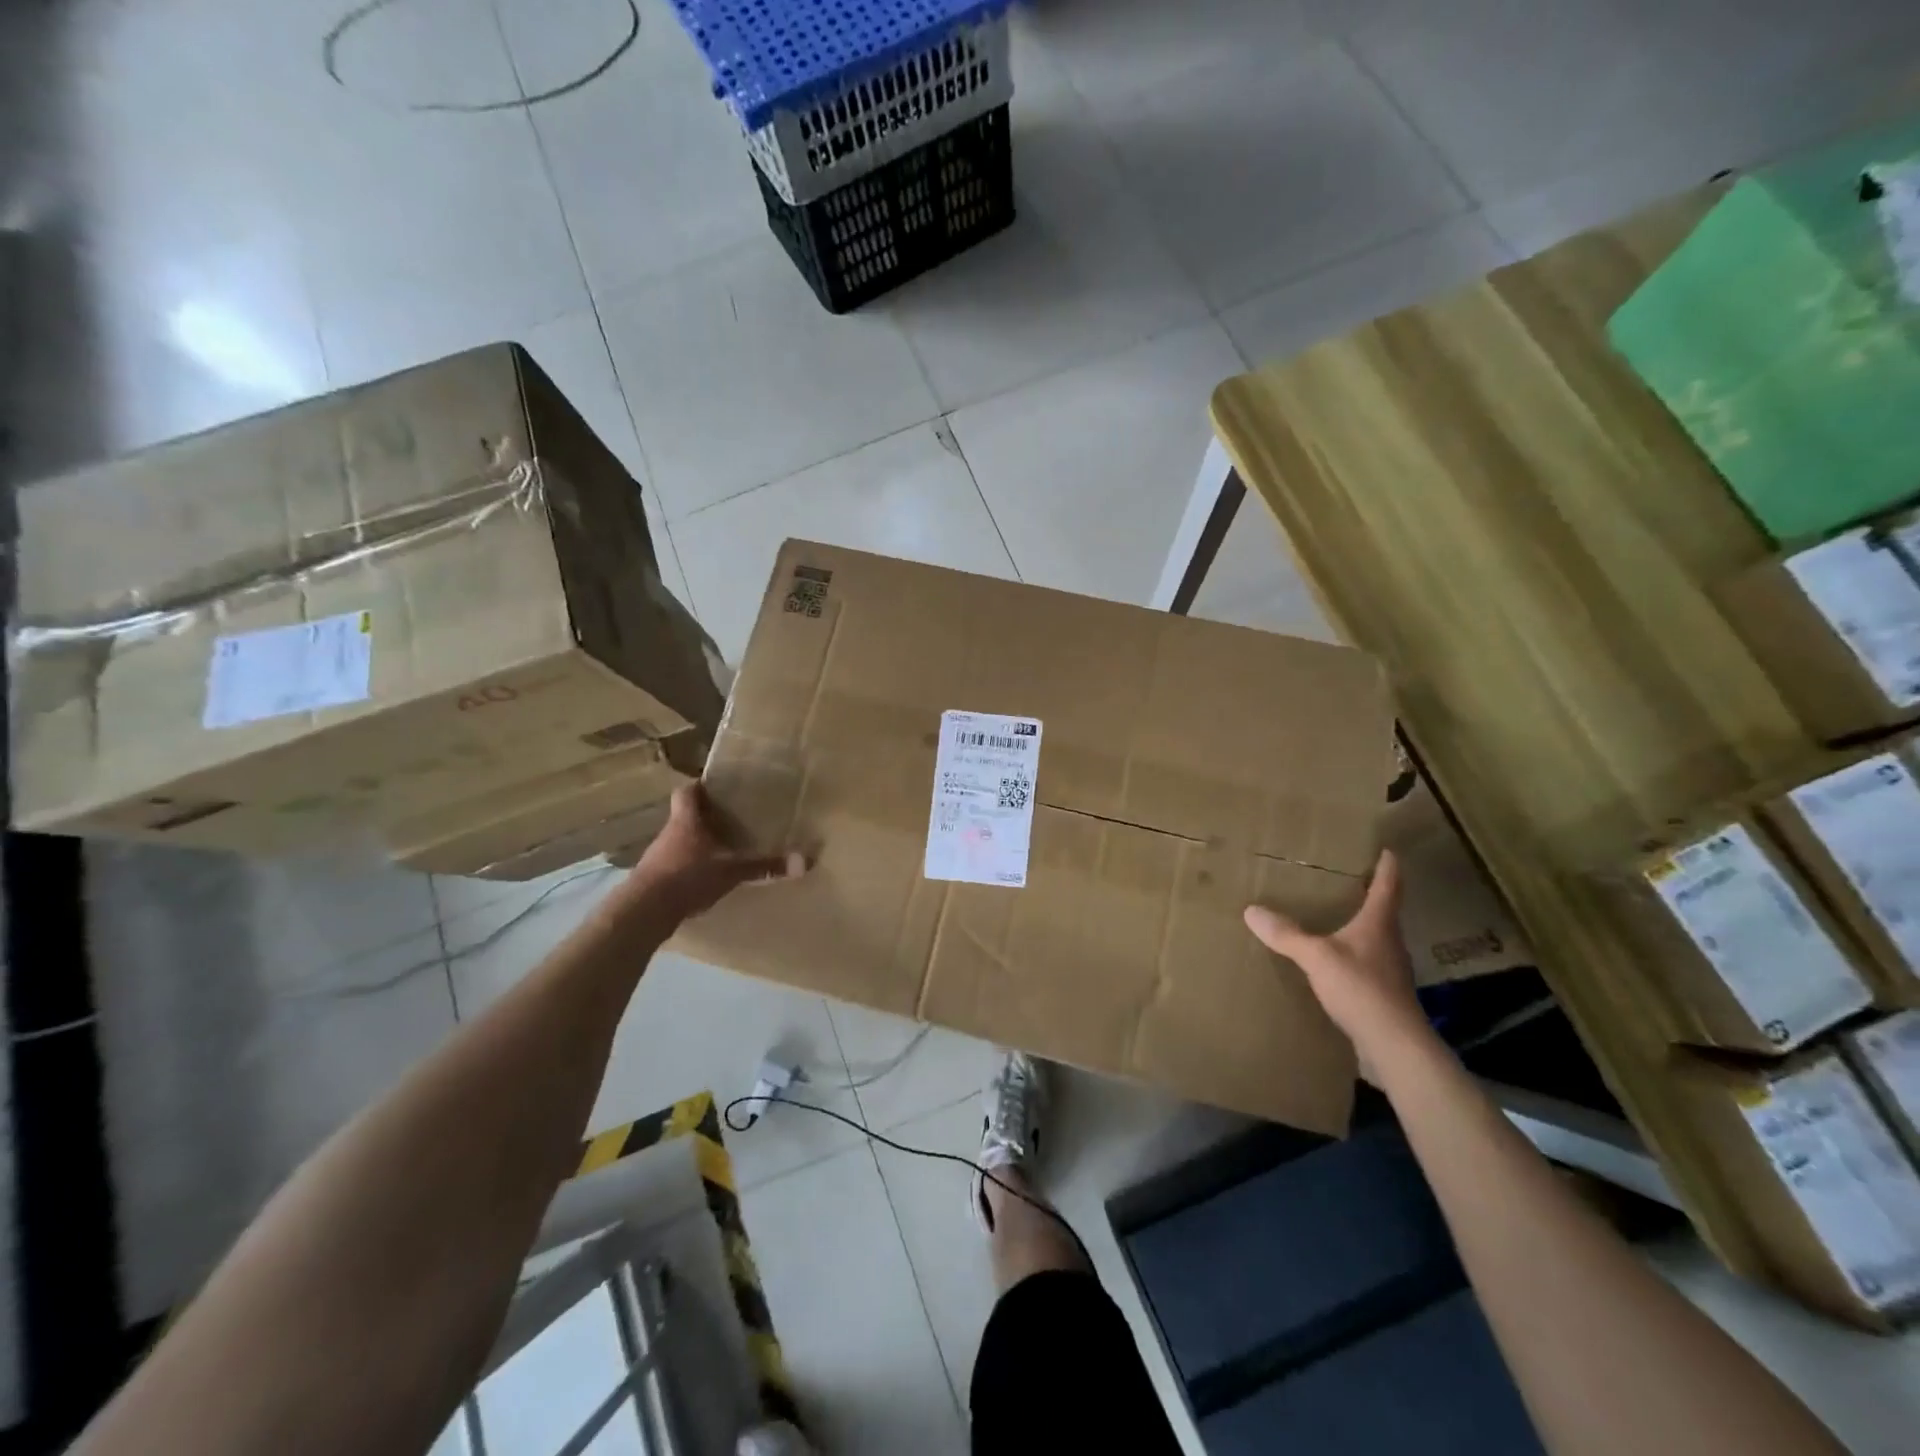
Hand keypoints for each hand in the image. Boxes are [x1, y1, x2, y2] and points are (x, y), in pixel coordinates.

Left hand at [622, 784, 804, 920]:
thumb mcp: (731, 871)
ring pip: (680, 841)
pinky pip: (675, 864)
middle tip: (731, 817)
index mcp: (686, 821)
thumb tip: (805, 861)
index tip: (717, 785)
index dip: (700, 785)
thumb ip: (765, 866)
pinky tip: (706, 877)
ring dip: (697, 842)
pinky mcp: (654, 880)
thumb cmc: (687, 877)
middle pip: (685, 816)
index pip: (687, 791)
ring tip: (723, 847)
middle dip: (706, 816)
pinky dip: (690, 866)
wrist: (643, 912)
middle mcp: (669, 833)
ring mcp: (658, 857)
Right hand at [1243, 851, 1433, 1063]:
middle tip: (1351, 880)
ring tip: (1339, 918)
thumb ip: (1286, 934)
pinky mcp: (1384, 995)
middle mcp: (1390, 942)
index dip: (1388, 866)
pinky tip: (1336, 963)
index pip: (1389, 886)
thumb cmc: (1361, 989)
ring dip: (1362, 927)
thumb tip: (1252, 910)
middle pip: (1385, 912)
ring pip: (1377, 939)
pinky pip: (1368, 964)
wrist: (1394, 1045)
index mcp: (1379, 924)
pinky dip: (1354, 955)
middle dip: (1371, 895)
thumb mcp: (1316, 957)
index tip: (1387, 850)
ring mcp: (1390, 970)